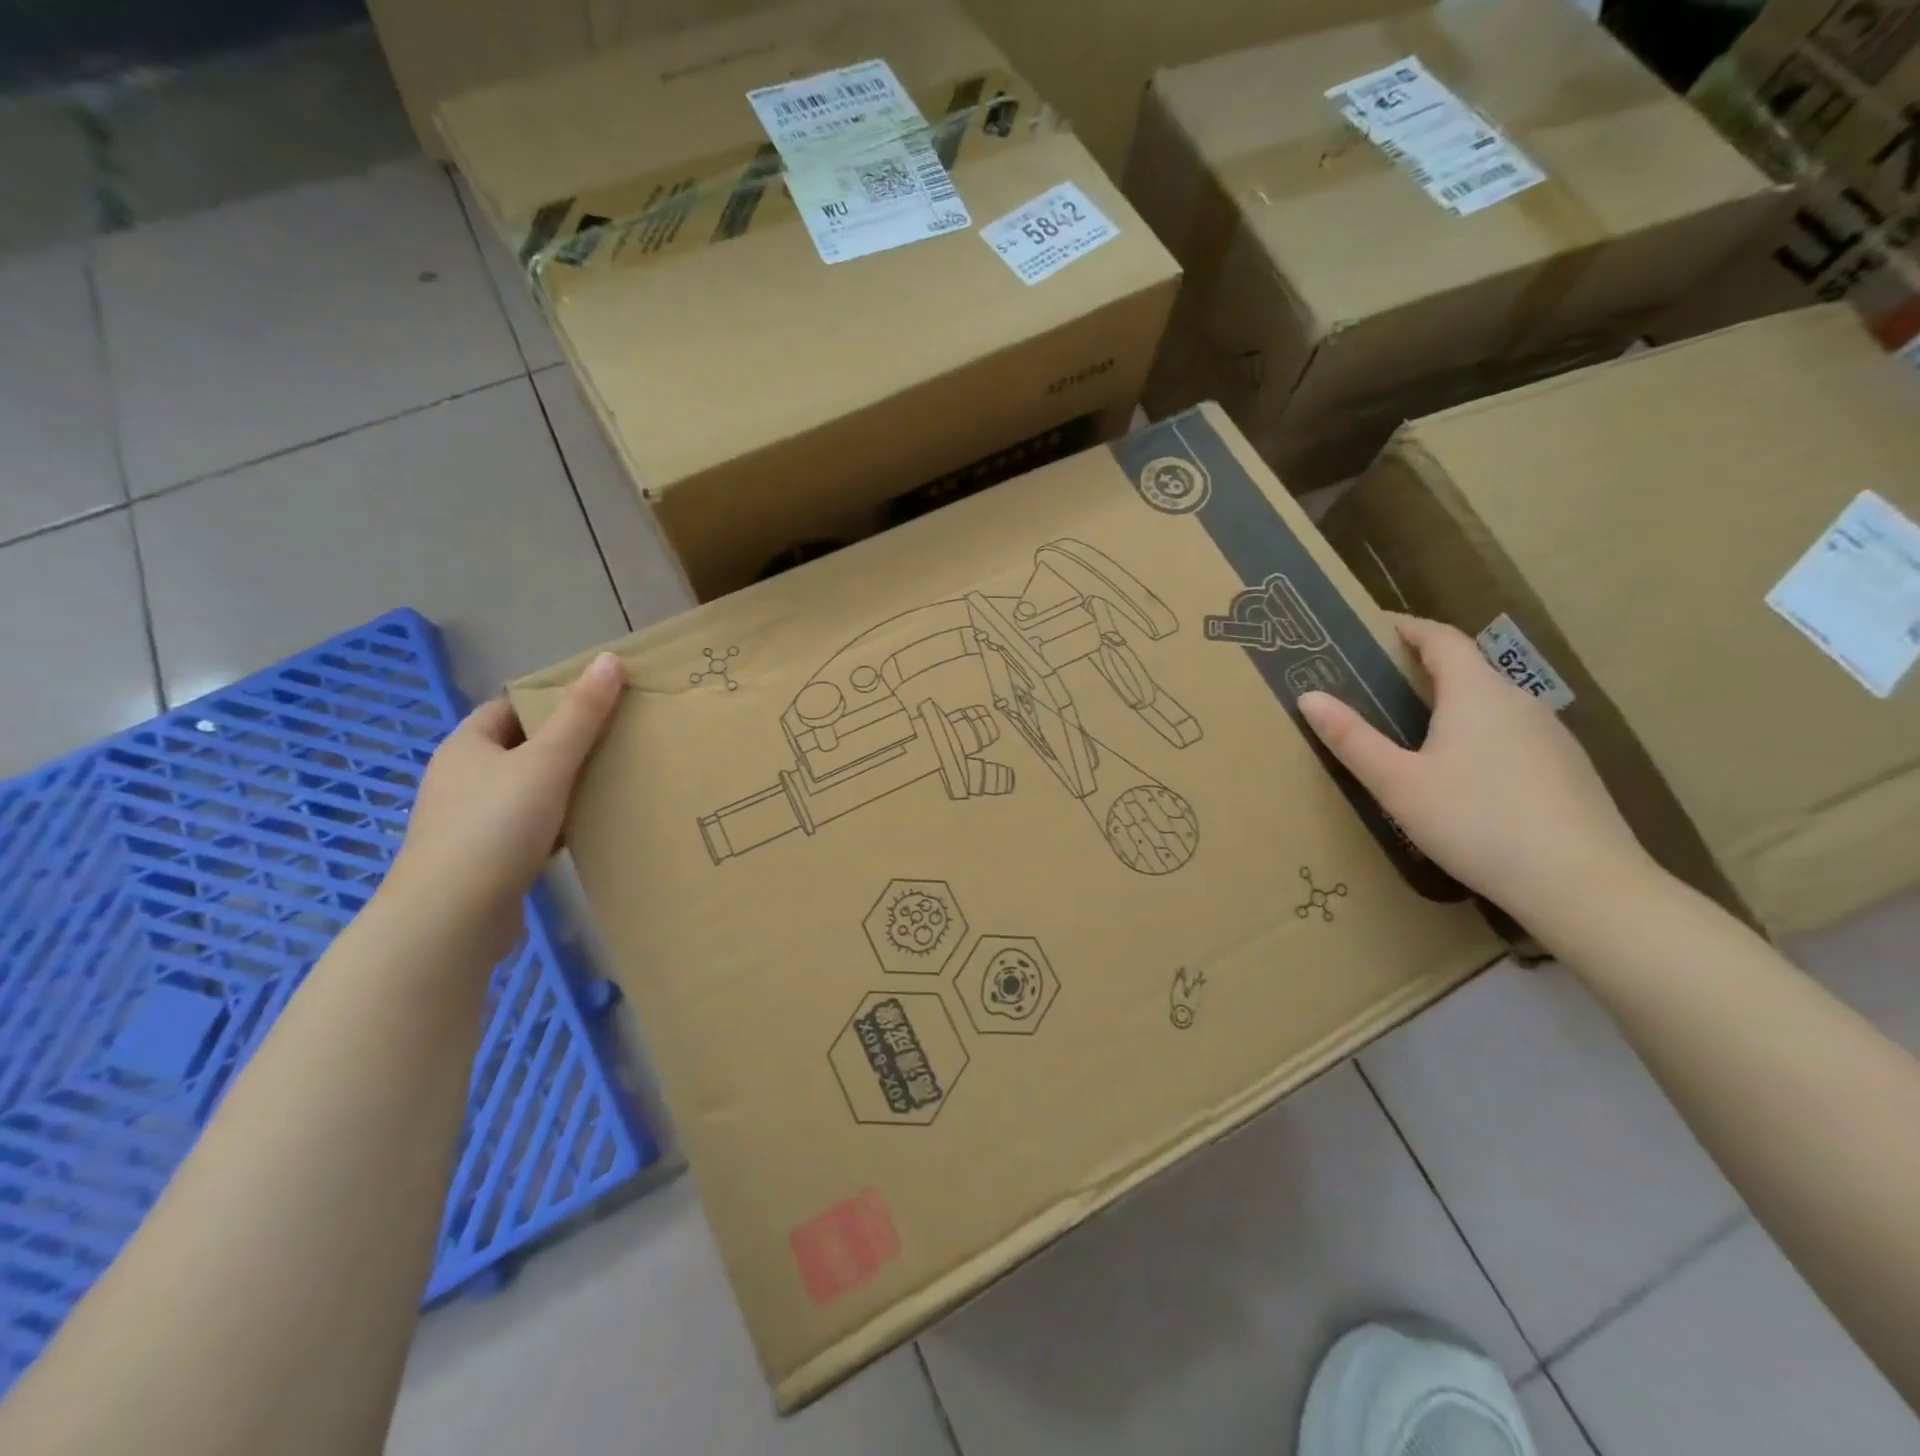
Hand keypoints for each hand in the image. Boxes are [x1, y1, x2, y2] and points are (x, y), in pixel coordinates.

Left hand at [382, 652, 625, 960]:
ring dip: (562, 789)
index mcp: (466, 746)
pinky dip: (555, 826)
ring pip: (526, 792)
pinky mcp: (482, 861)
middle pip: (520, 750)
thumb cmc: (495, 828)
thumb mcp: (547, 762)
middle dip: (565, 747)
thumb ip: (581, 714)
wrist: (450, 920)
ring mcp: (468, 823)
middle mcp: (460, 780)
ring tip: (611, 786)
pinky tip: (585, 832)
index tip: (598, 708)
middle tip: (616, 744)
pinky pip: (526, 830)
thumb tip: (609, 658)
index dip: (551, 703)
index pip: (509, 709)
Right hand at [1298, 614, 1654, 921]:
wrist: (1583, 884)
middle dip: (1420, 667)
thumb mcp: (1397, 783)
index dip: (1405, 627)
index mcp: (1476, 693)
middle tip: (1375, 683)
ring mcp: (1550, 735)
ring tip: (1411, 729)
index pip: (1440, 638)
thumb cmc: (1476, 821)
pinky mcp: (1566, 768)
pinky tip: (1461, 774)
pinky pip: (1510, 733)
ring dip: (1450, 703)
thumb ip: (1352, 738)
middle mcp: (1518, 701)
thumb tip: (1309, 696)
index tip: (1371, 628)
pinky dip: (1477, 733)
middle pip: (1466, 668)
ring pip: (1490, 703)